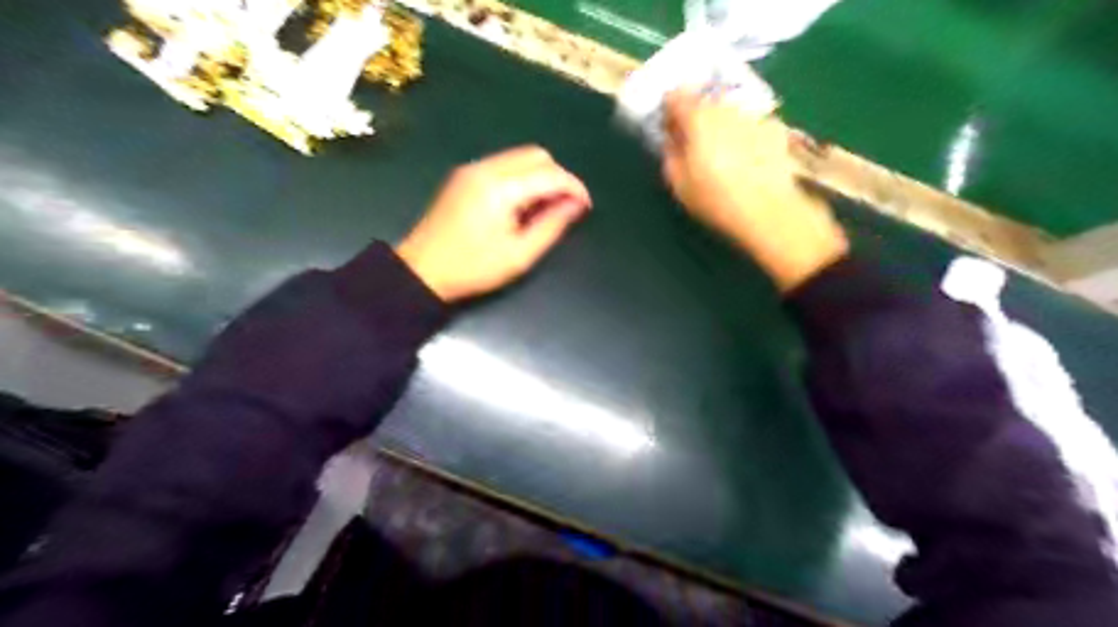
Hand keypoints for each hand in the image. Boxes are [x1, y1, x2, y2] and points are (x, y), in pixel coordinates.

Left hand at [394, 147, 587, 302]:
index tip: (585, 207)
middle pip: (537, 155)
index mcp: (500, 189)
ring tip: (544, 207)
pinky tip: (522, 203)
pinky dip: (522, 177)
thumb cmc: (473, 268)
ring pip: (521, 156)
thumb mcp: (519, 256)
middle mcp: (486, 168)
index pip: (550, 173)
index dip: (574, 187)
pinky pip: (505, 164)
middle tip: (564, 207)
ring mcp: (473, 168)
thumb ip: (552, 226)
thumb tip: (576, 205)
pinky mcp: (465, 174)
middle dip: (558, 177)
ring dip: (540, 176)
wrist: (421, 270)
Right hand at [661, 91, 848, 290]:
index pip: (675, 96)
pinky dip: (746, 135)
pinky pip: (751, 125)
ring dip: (723, 126)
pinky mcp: (775, 128)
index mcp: (698, 119)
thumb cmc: (715, 199)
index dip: (669, 110)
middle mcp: (726, 108)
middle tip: (696, 145)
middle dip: (697, 118)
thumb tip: (671, 140)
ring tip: (725, 155)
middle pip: (705, 102)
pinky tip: (749, 160)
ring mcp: (754, 115)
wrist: (768, 211)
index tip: (669, 129)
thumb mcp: (678, 184)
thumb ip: (670, 155)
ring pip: (730, 112)